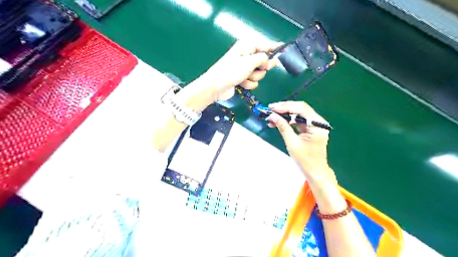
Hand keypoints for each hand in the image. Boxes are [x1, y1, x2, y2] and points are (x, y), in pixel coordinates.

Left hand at [195, 40, 280, 99]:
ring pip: (259, 73)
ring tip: (244, 77)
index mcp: (246, 47)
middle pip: (264, 61)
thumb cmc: (231, 71)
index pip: (264, 45)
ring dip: (253, 77)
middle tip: (258, 68)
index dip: (274, 47)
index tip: (284, 48)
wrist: (216, 87)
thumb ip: (263, 59)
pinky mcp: (243, 79)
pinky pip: (253, 81)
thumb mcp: (249, 62)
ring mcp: (244, 68)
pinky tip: (241, 84)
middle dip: (262, 67)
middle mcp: (246, 56)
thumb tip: (271, 59)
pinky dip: (249, 83)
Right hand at [269, 100, 335, 184]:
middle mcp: (318, 121)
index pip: (301, 109)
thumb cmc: (305, 159)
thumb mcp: (292, 142)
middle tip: (270, 109)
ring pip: (298, 113)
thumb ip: (283, 127)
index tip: (272, 108)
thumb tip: (272, 115)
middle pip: (300, 108)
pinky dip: (288, 120)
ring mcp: (315, 124)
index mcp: (317, 125)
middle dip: (284, 108)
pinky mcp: (311, 128)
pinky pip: (298, 120)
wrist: (315, 171)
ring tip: (272, 116)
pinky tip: (279, 121)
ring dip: (285, 114)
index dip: (286, 107)